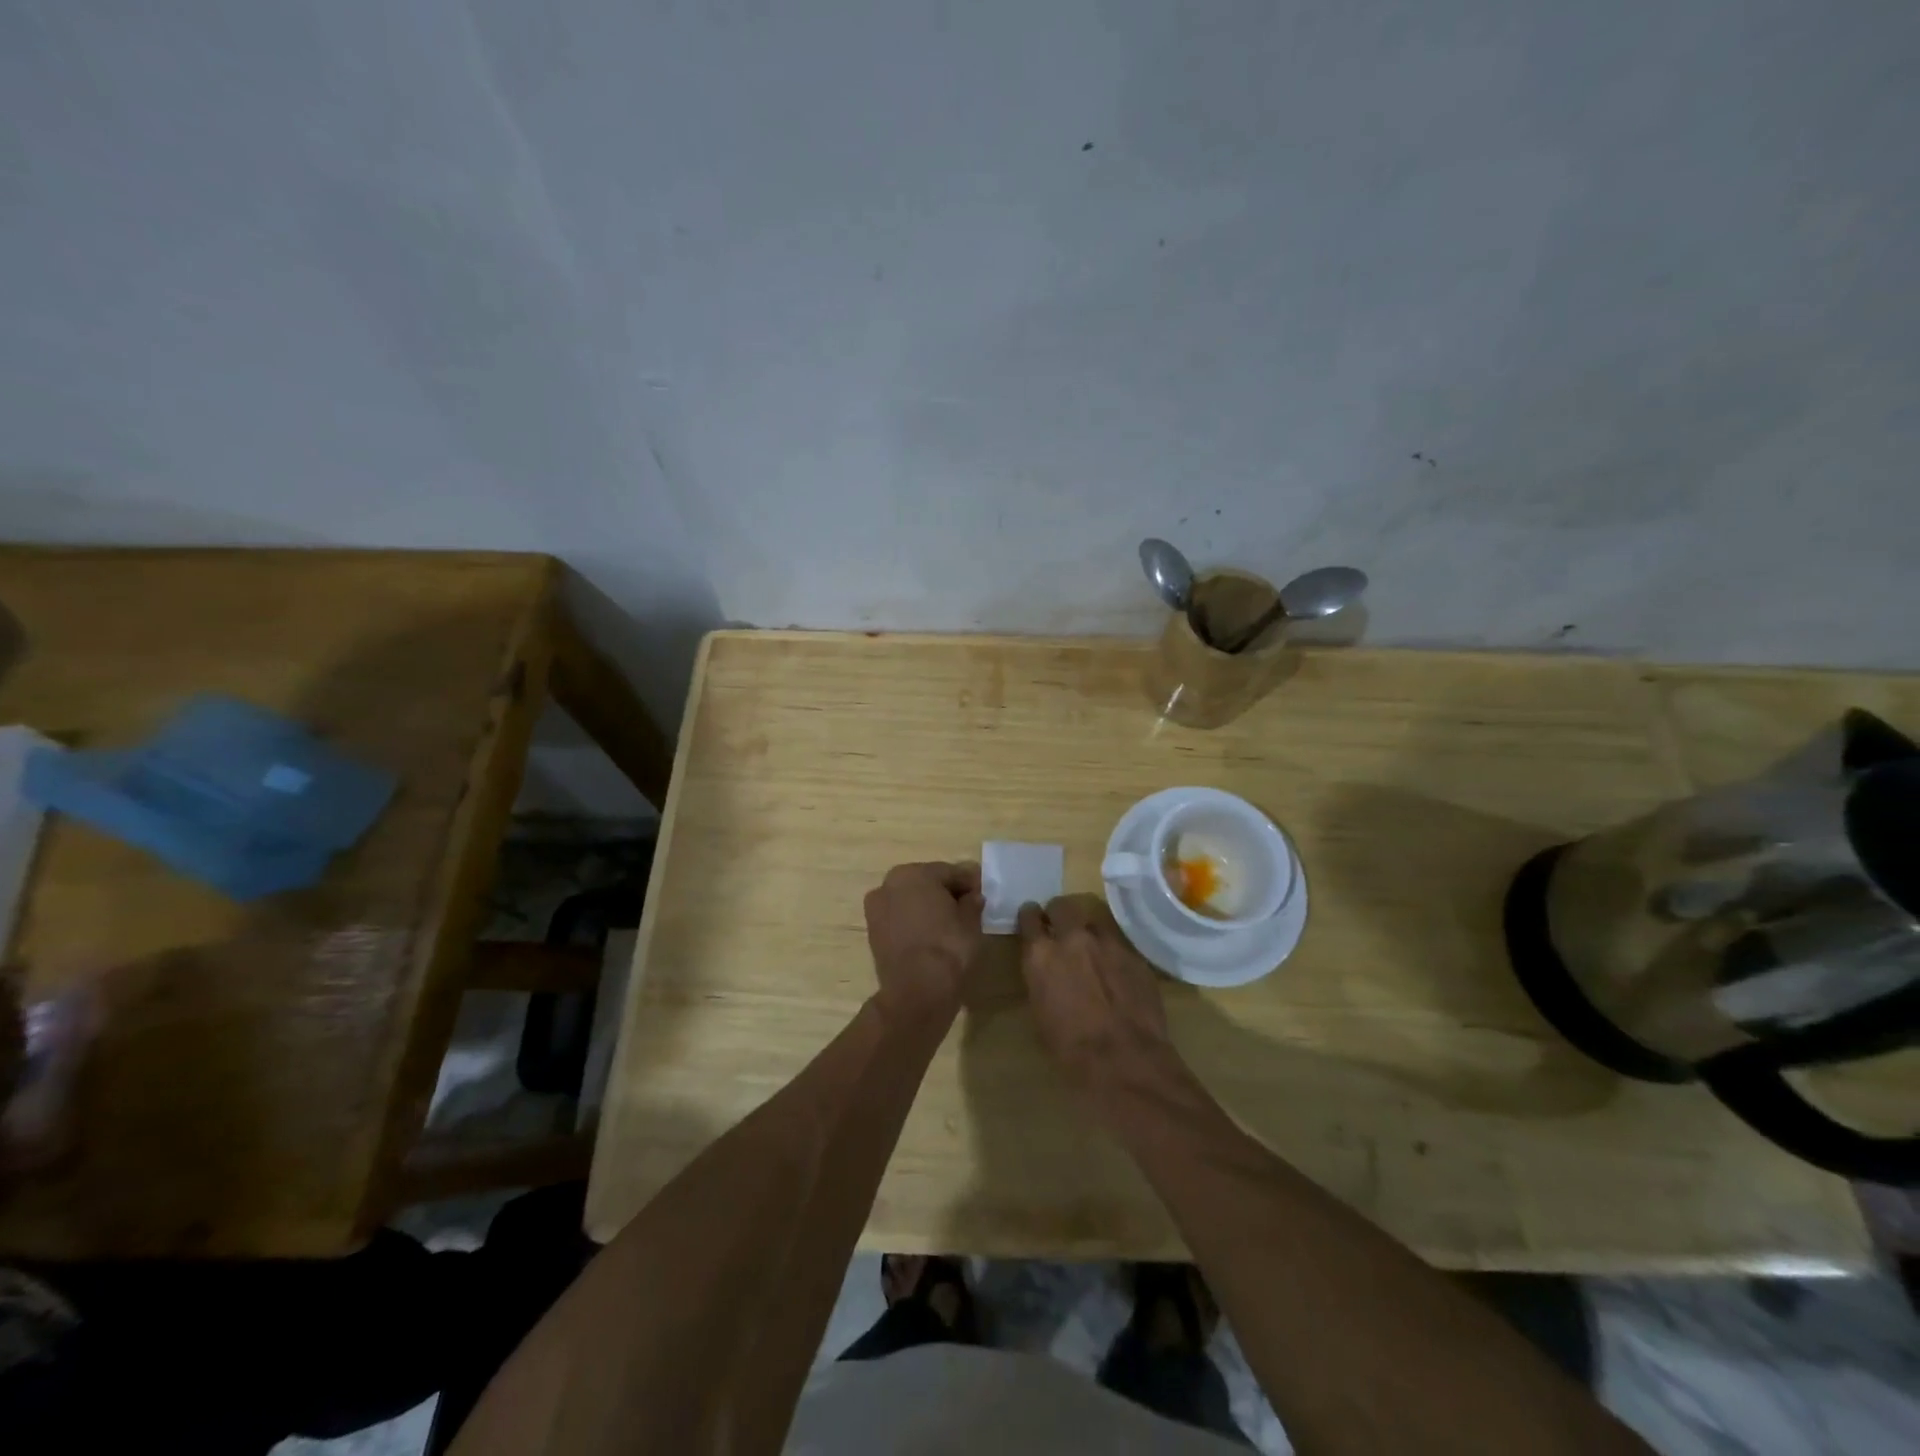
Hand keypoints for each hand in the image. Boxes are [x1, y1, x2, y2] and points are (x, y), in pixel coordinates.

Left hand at [864, 861, 984, 1023]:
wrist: (916, 992)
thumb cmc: (948, 948)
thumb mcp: (971, 922)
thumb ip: (972, 902)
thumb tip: (972, 897)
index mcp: (915, 873)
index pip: (950, 872)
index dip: (969, 883)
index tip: (982, 894)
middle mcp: (889, 883)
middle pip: (926, 882)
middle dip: (946, 892)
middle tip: (967, 908)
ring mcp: (877, 907)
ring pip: (910, 899)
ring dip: (928, 907)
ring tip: (949, 925)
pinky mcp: (873, 931)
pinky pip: (900, 917)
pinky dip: (914, 922)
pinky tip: (931, 936)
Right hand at [1016, 895, 1179, 1094]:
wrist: (1125, 1060)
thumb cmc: (1071, 1050)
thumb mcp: (1040, 1013)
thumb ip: (1041, 979)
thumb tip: (1046, 970)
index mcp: (1041, 954)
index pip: (1029, 917)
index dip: (1031, 919)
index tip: (1033, 923)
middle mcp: (1072, 938)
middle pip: (1061, 906)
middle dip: (1059, 914)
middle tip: (1061, 928)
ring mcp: (1107, 942)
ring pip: (1093, 916)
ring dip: (1087, 927)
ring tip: (1090, 944)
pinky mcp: (1134, 953)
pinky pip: (1118, 940)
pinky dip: (1112, 948)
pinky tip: (1115, 968)